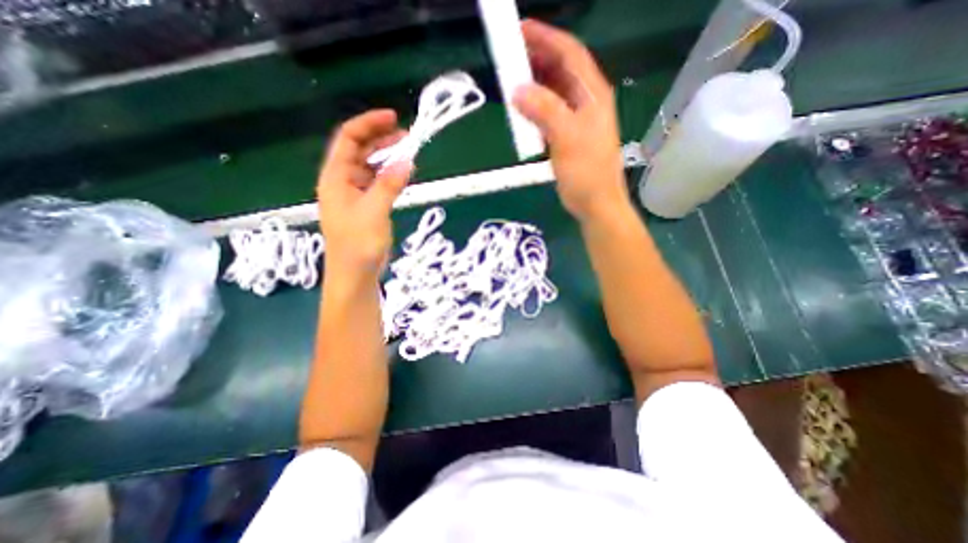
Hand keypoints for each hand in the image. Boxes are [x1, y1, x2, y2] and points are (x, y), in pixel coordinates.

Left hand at [316, 111, 408, 280]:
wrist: (355, 274)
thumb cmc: (358, 244)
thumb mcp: (374, 212)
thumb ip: (389, 185)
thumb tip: (407, 160)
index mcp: (335, 178)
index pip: (348, 139)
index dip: (369, 124)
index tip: (393, 118)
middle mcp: (342, 181)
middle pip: (359, 150)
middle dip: (381, 139)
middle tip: (407, 135)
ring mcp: (354, 194)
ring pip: (370, 166)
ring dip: (387, 157)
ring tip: (409, 152)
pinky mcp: (366, 206)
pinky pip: (377, 182)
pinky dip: (390, 175)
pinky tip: (403, 175)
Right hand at [513, 19, 628, 222]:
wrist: (595, 203)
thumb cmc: (586, 172)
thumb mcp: (567, 138)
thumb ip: (545, 110)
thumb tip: (517, 89)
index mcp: (592, 94)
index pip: (569, 53)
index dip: (546, 38)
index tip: (519, 30)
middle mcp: (585, 101)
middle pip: (560, 69)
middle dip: (536, 58)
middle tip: (508, 55)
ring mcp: (576, 119)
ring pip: (552, 91)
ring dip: (533, 84)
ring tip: (510, 79)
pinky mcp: (567, 135)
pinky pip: (548, 113)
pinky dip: (534, 107)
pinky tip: (521, 110)